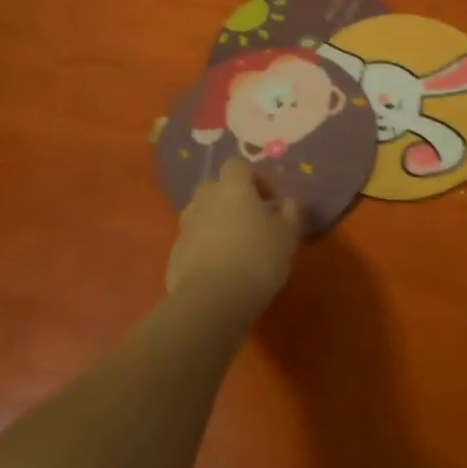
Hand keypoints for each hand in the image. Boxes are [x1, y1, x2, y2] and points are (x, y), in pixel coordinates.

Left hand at [168, 159, 304, 318]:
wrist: (210, 302)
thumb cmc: (256, 259)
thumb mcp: (288, 236)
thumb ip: (292, 214)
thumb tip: (291, 202)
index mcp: (233, 188)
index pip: (237, 165)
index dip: (254, 178)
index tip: (269, 200)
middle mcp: (205, 200)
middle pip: (215, 187)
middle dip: (231, 199)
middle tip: (251, 221)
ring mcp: (185, 228)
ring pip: (201, 214)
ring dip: (216, 223)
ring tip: (235, 247)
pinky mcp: (174, 256)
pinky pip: (192, 242)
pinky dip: (204, 249)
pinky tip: (220, 271)